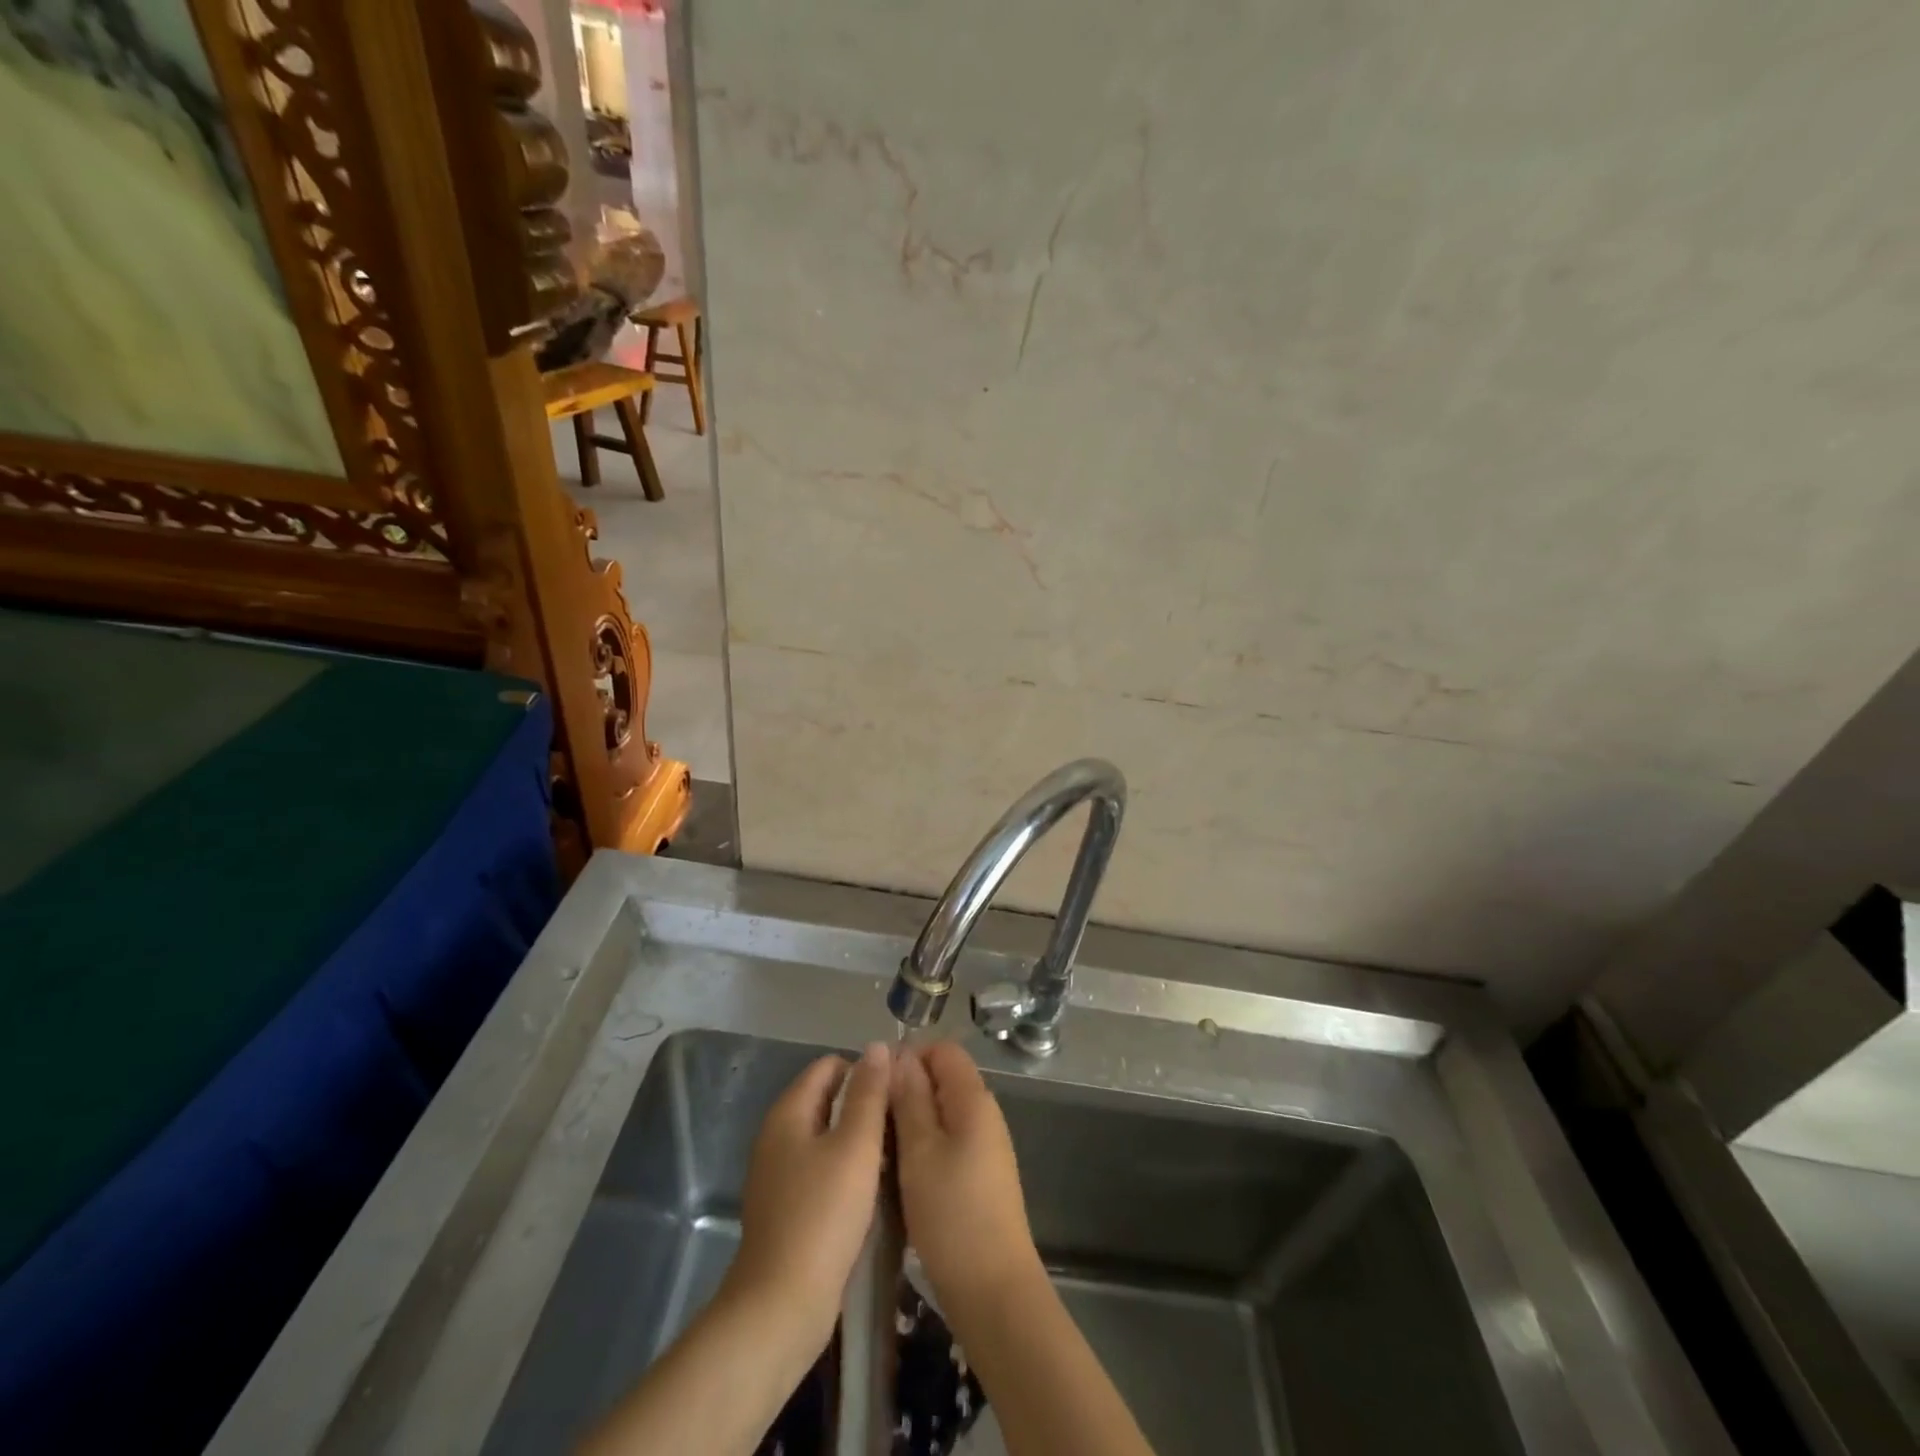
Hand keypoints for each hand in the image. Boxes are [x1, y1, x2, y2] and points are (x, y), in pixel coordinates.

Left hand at [726, 1043, 891, 1347]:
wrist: (780, 1307)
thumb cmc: (822, 1216)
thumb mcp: (856, 1147)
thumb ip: (869, 1094)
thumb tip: (878, 1047)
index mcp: (788, 1113)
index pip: (829, 1066)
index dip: (865, 1069)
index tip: (898, 1089)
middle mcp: (778, 1136)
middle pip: (828, 1099)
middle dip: (865, 1104)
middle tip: (903, 1121)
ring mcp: (779, 1174)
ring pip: (827, 1137)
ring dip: (859, 1139)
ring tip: (896, 1152)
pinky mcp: (787, 1208)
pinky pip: (822, 1169)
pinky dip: (846, 1169)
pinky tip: (873, 1188)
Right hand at [890, 1042, 1045, 1326]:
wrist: (993, 1290)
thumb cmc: (952, 1214)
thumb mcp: (920, 1151)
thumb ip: (909, 1099)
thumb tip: (899, 1055)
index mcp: (973, 1099)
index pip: (943, 1050)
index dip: (909, 1057)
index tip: (876, 1084)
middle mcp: (984, 1114)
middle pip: (942, 1080)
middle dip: (906, 1091)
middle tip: (872, 1119)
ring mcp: (985, 1147)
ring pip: (942, 1114)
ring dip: (911, 1122)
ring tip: (880, 1147)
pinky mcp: (980, 1176)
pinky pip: (948, 1142)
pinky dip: (923, 1147)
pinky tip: (901, 1173)